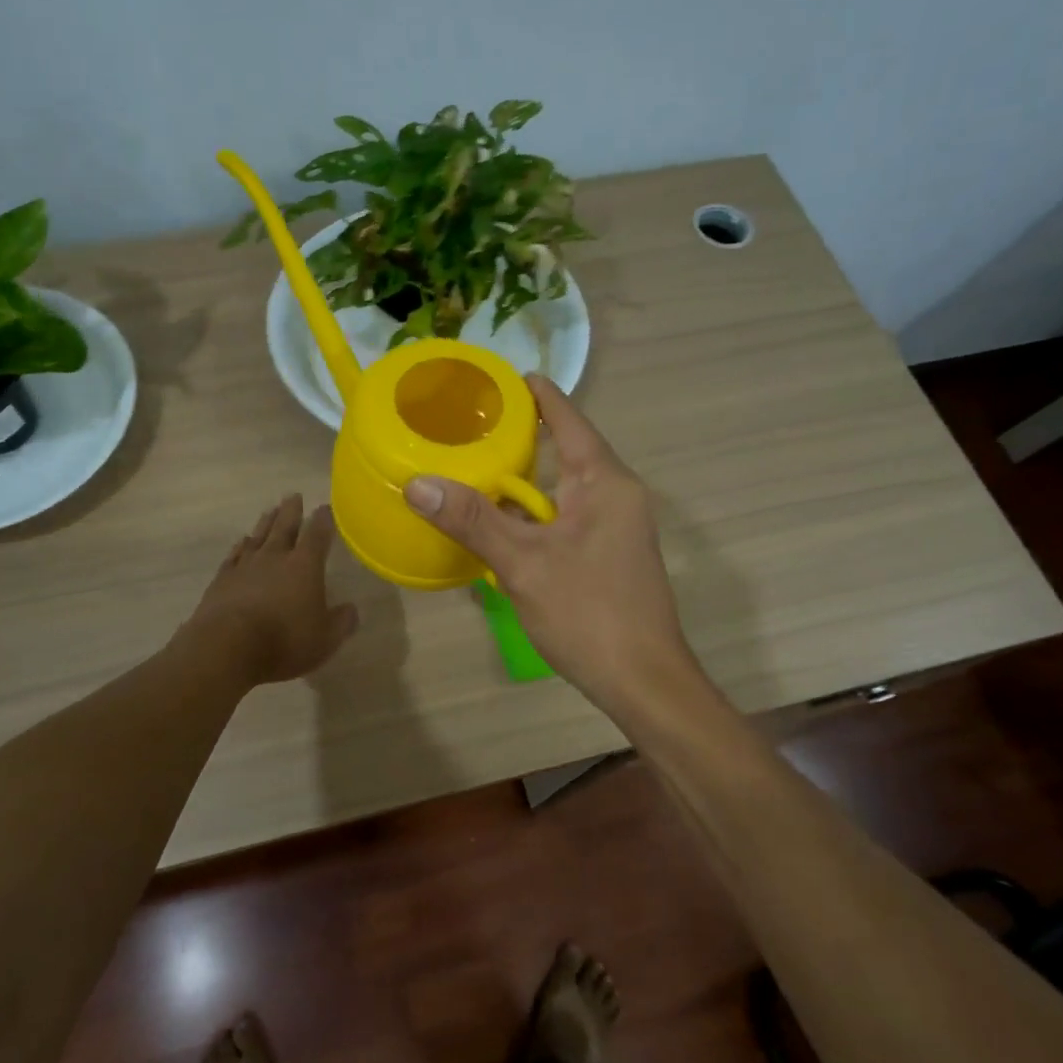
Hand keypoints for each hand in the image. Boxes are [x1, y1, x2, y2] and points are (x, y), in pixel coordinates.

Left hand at [180, 495, 358, 685]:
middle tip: (294, 495)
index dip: (324, 520)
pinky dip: (240, 546)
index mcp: (304, 565)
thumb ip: (341, 622)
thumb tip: (352, 610)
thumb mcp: (325, 639)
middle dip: (292, 511)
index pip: (318, 535)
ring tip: (270, 510)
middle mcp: (275, 557)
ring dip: (266, 522)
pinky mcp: (222, 580)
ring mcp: (245, 566)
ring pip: (258, 536)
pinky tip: (241, 542)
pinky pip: (234, 555)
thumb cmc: (284, 641)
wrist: (227, 646)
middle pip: (285, 527)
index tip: (326, 508)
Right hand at [404, 375, 694, 711]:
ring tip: (474, 467)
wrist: (644, 683)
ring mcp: (615, 527)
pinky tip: (498, 524)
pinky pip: (565, 518)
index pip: (569, 419)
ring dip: (524, 481)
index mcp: (605, 481)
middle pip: (566, 450)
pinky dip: (533, 514)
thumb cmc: (589, 613)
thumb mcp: (524, 563)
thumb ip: (473, 520)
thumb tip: (418, 484)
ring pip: (563, 489)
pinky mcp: (608, 555)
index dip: (536, 394)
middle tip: (469, 425)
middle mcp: (616, 495)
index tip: (498, 379)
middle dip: (522, 437)